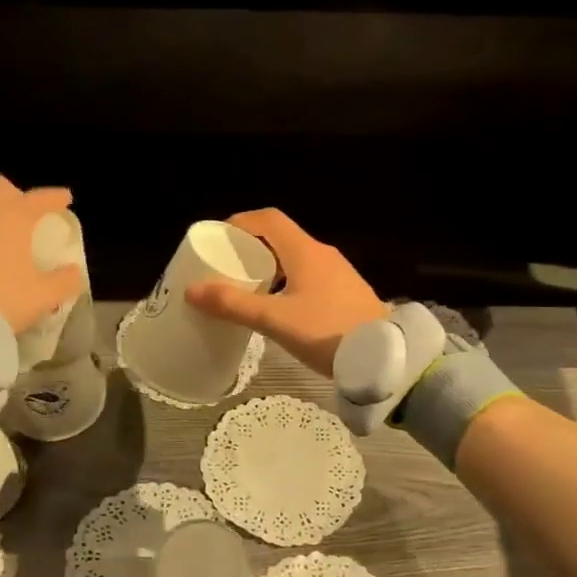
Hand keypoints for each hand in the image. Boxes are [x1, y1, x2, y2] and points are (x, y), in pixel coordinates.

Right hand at [185, 208, 386, 377]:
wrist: (383, 357)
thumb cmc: (326, 332)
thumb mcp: (274, 320)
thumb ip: (233, 305)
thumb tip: (192, 290)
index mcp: (304, 251)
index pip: (269, 219)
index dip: (241, 223)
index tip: (218, 240)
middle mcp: (322, 254)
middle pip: (281, 238)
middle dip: (251, 248)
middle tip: (227, 268)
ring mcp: (339, 273)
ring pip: (296, 259)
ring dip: (270, 267)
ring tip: (248, 290)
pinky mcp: (347, 292)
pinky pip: (310, 276)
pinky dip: (287, 281)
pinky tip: (280, 308)